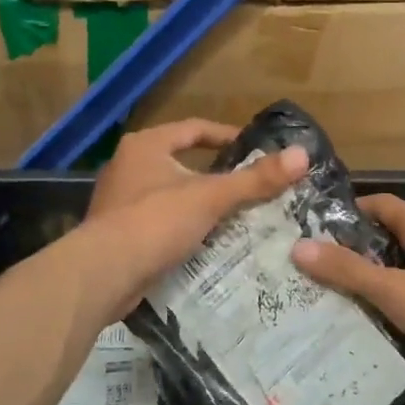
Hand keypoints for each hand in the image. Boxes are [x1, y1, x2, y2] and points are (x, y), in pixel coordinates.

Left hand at [72, 121, 308, 326]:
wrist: (102, 275)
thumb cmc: (155, 221)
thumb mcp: (210, 197)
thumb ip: (254, 179)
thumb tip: (302, 155)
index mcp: (146, 145)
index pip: (194, 129)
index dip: (225, 135)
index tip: (253, 147)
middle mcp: (128, 166)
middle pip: (181, 162)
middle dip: (214, 174)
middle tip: (248, 185)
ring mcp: (119, 201)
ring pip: (170, 194)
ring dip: (198, 204)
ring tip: (233, 216)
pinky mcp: (117, 233)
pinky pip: (159, 222)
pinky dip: (182, 228)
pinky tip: (205, 244)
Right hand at [290, 193, 404, 383]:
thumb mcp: (395, 290)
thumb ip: (349, 271)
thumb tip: (299, 247)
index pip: (378, 203)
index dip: (348, 211)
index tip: (314, 227)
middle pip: (388, 234)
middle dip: (355, 247)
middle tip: (317, 265)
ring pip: (403, 262)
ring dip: (374, 273)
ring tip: (337, 293)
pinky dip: (395, 294)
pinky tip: (377, 317)